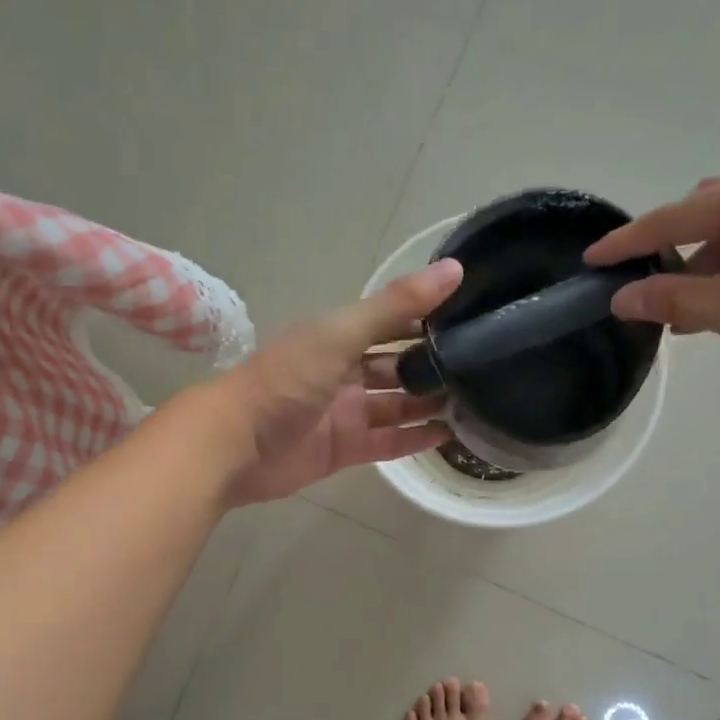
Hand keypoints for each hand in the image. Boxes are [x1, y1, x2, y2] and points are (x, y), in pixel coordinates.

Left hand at [217, 261, 462, 504]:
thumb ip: (395, 307)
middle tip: (484, 369)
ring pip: (396, 407)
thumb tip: (454, 269)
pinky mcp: (345, 450)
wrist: (236, 444)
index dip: (427, 319)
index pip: (391, 324)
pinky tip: (450, 437)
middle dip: (433, 367)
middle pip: (396, 367)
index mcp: (339, 338)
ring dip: (429, 404)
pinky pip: (388, 443)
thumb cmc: (286, 381)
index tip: (473, 317)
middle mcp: (344, 373)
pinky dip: (415, 440)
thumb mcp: (341, 334)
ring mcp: (345, 414)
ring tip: (478, 403)